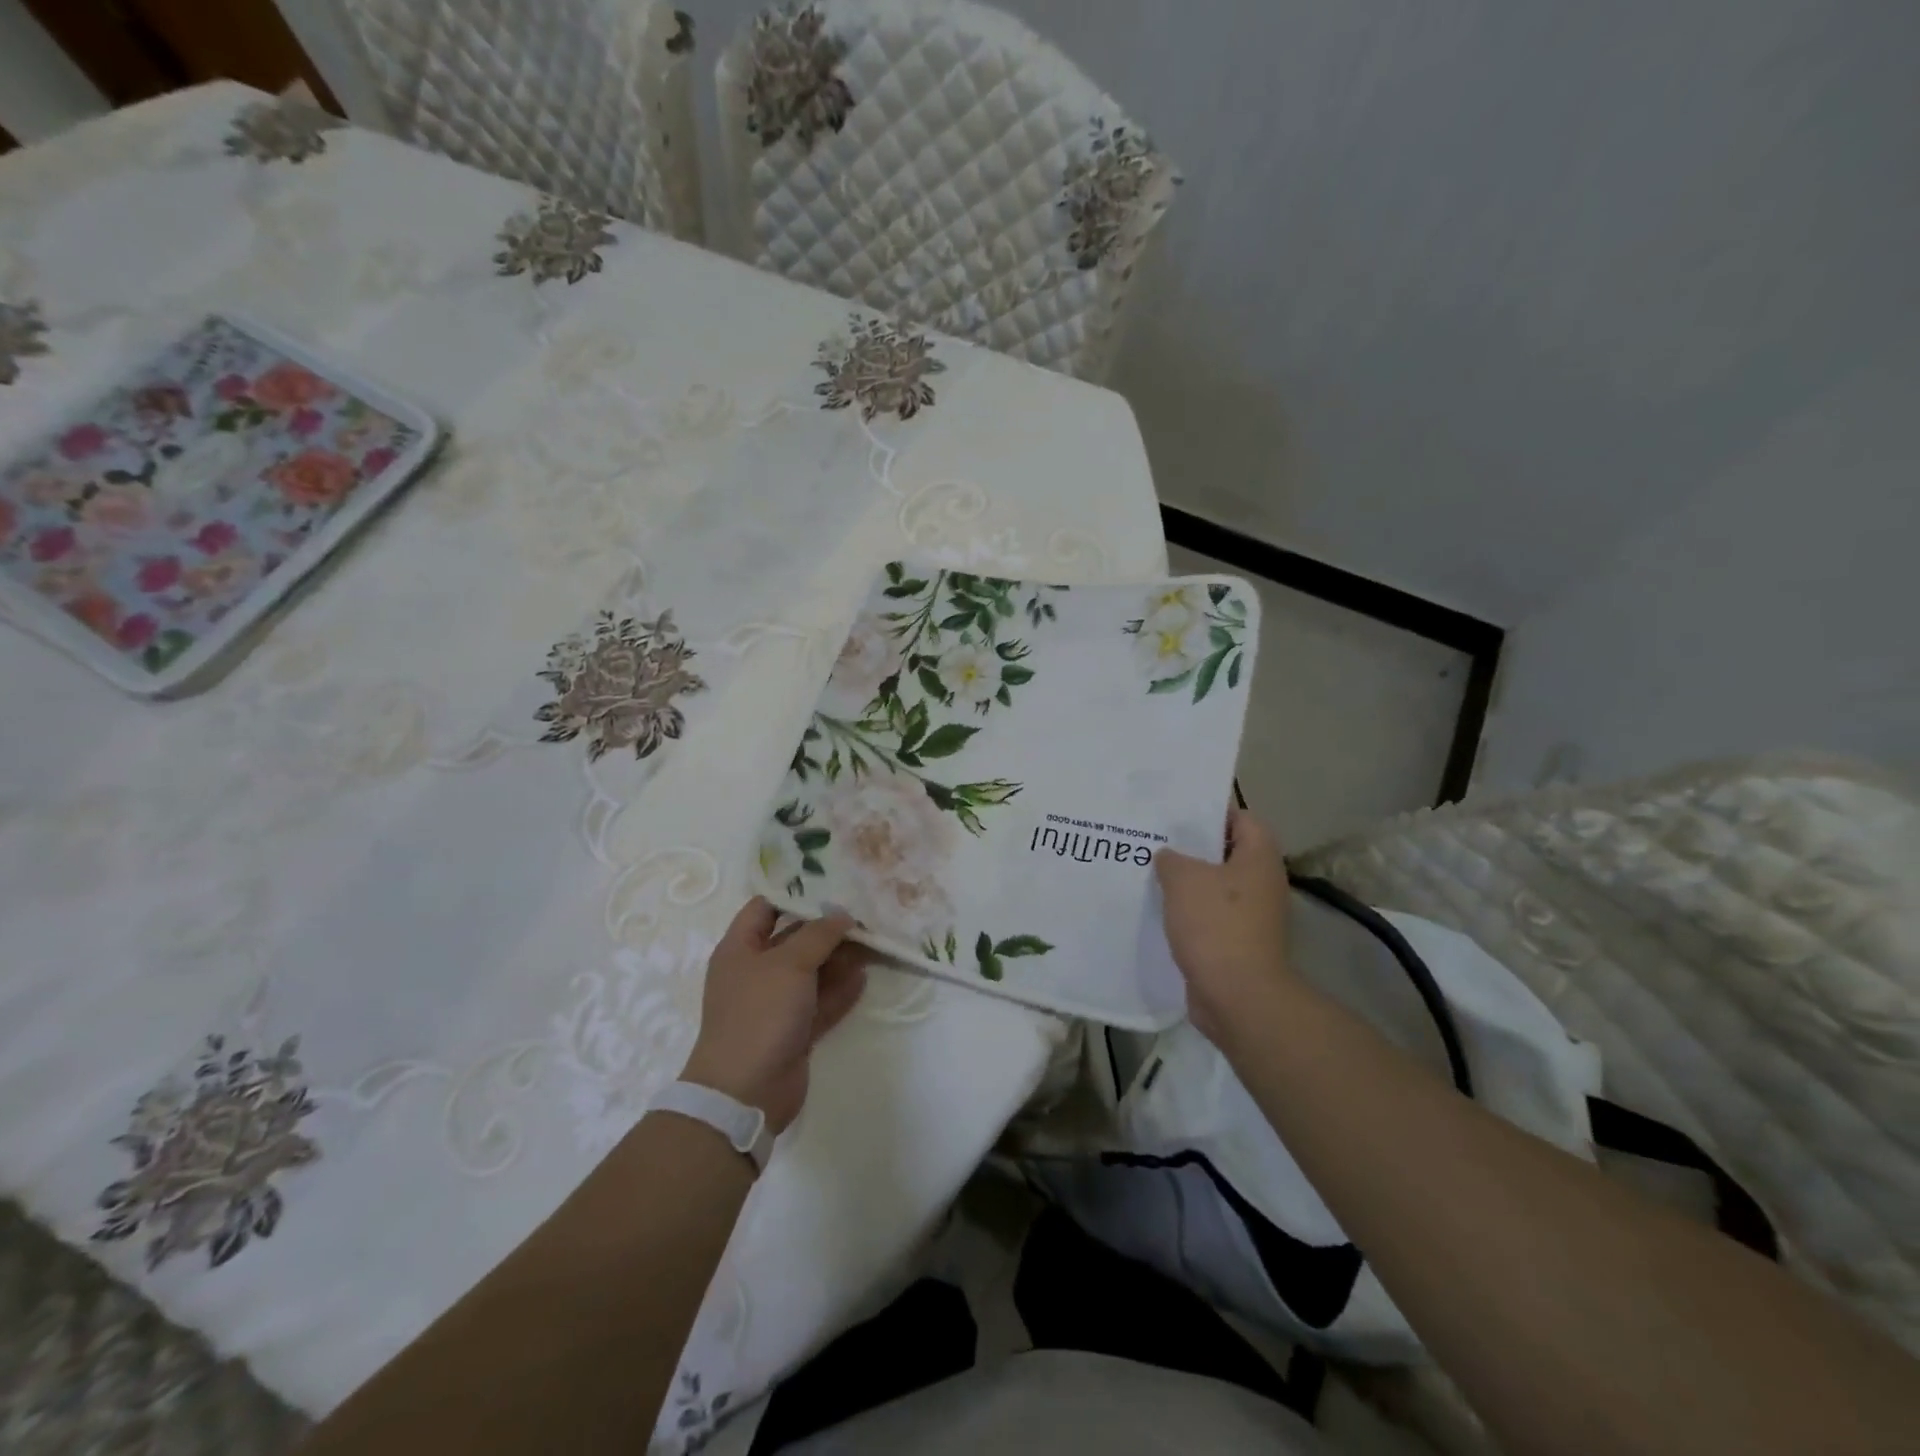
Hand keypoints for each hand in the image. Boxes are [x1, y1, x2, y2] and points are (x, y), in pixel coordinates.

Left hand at [681, 898, 867, 1133]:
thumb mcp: (789, 963)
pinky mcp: (794, 1031)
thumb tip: (842, 915)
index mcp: (740, 949)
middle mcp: (757, 972)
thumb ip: (819, 935)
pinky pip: (821, 1002)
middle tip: (864, 915)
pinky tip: (864, 977)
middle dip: (827, 929)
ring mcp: (776, 1004)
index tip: (830, 886)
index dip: (794, 894)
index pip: (764, 908)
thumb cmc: (760, 1013)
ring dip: (840, 959)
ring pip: (812, 972)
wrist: (745, 1092)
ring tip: (873, 943)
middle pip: (795, 940)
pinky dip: (840, 990)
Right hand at [1155, 806, 1293, 1048]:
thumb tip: (1169, 857)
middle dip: (1191, 848)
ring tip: (1149, 874)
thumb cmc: (1215, 924)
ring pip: (1215, 887)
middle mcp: (1262, 882)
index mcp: (1259, 857)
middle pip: (1226, 853)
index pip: (1241, 818)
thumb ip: (1171, 858)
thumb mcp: (1183, 878)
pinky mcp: (1238, 943)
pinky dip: (1188, 912)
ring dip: (1187, 883)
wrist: (1237, 995)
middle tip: (1155, 841)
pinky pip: (1210, 916)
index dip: (1210, 811)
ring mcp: (1253, 916)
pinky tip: (1158, 910)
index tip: (1176, 813)